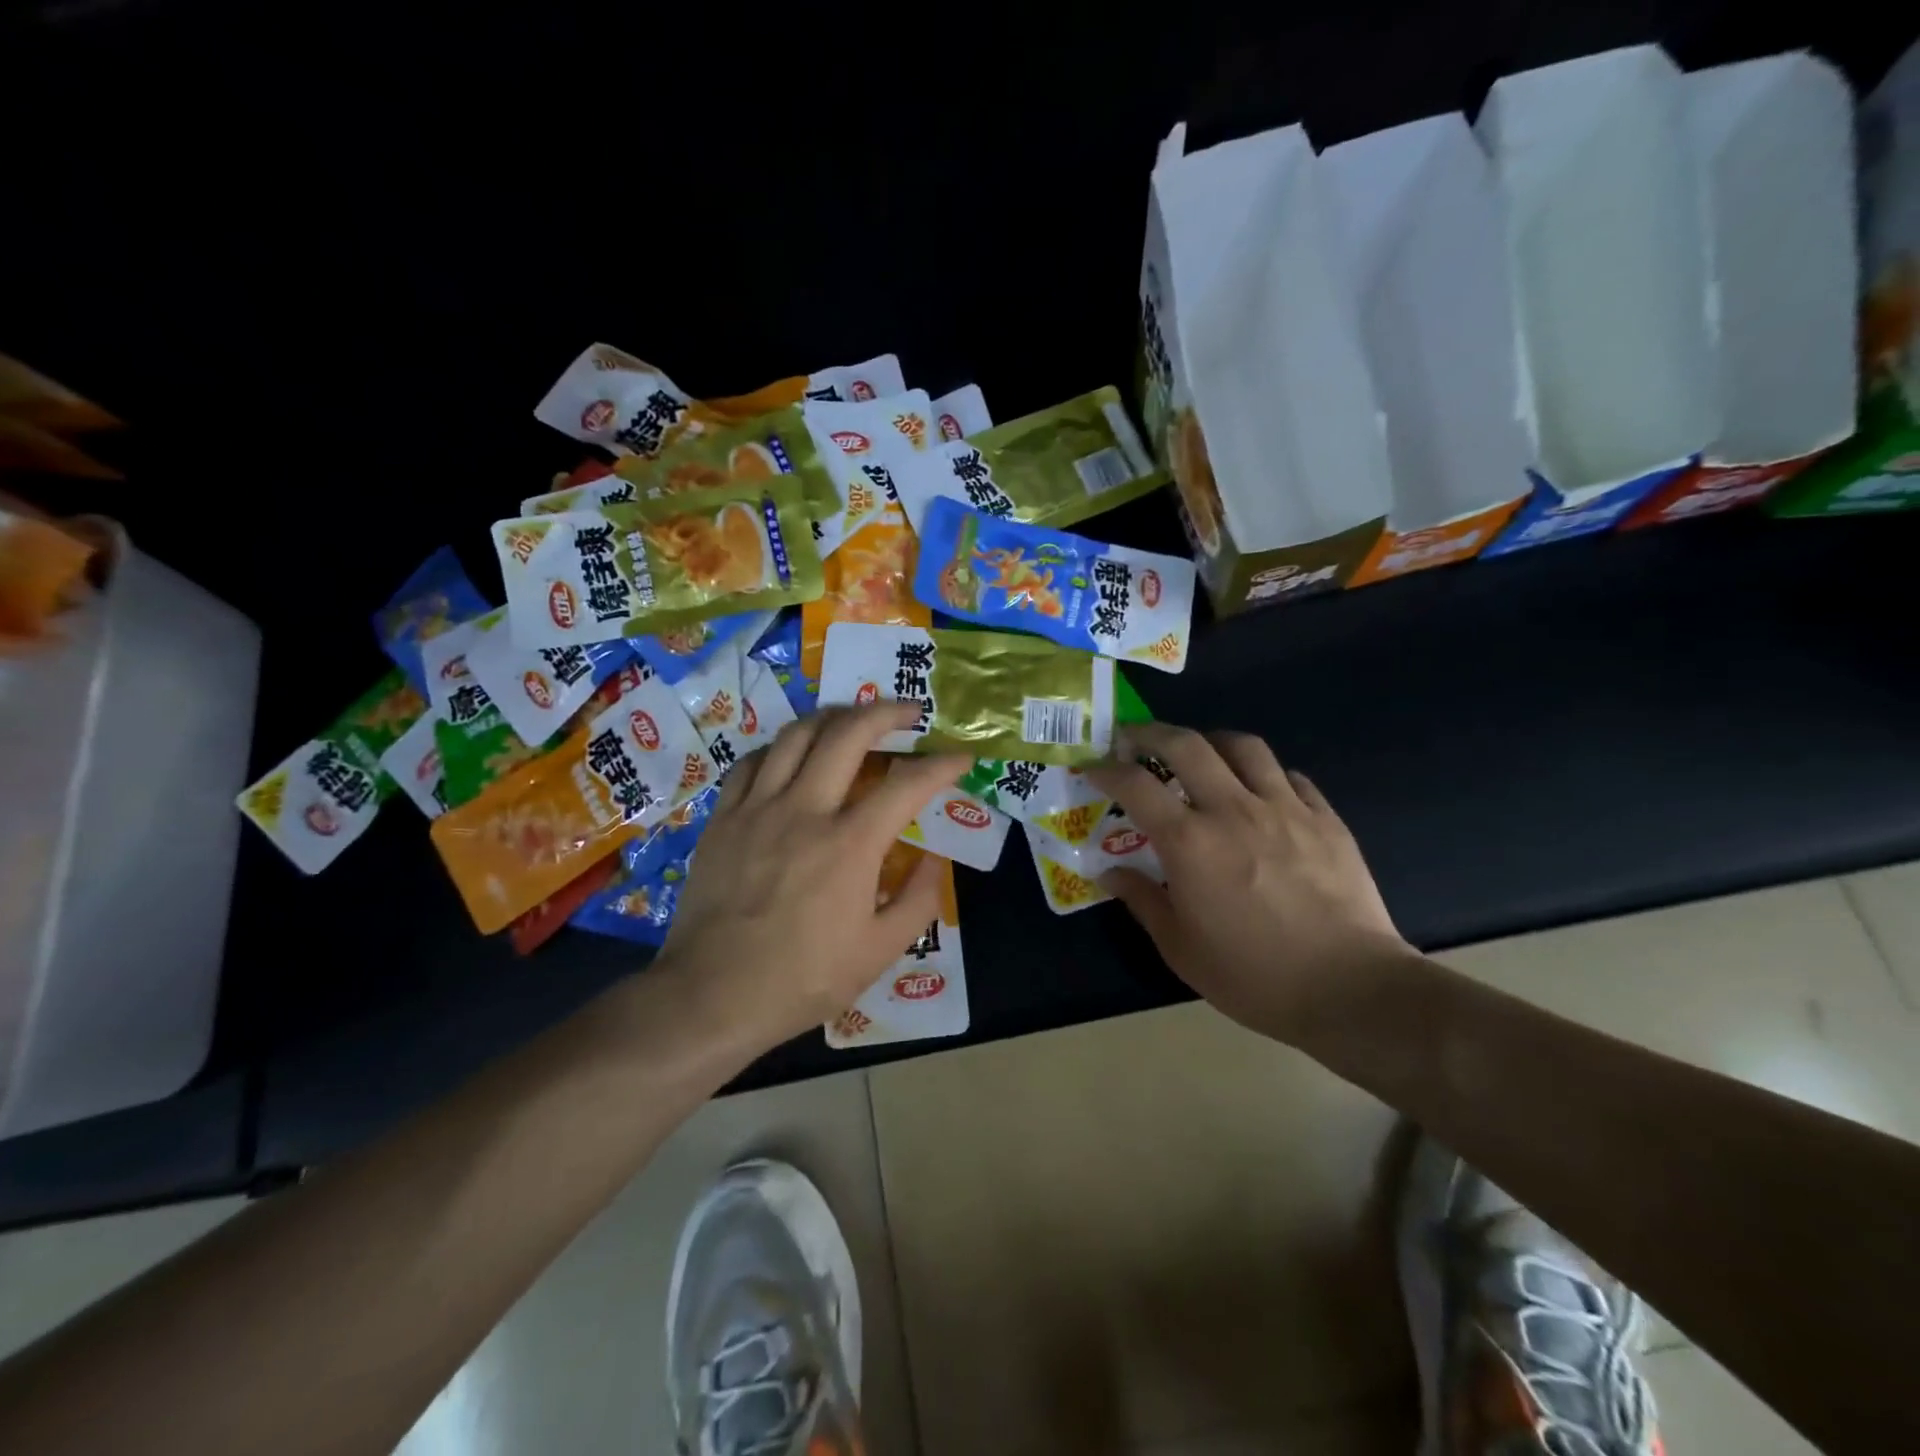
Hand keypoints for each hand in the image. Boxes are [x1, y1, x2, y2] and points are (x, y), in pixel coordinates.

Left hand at [660, 704, 968, 1051]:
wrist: (711, 995)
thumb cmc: (802, 979)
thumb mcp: (880, 952)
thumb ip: (918, 898)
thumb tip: (935, 857)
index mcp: (850, 844)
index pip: (908, 784)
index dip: (941, 765)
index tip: (960, 756)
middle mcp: (805, 810)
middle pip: (848, 733)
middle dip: (887, 712)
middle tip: (908, 711)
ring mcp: (758, 808)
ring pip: (796, 735)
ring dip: (832, 718)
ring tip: (852, 722)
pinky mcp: (723, 818)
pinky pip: (753, 762)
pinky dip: (781, 748)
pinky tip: (792, 757)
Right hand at [1086, 723, 1412, 1041]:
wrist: (1350, 990)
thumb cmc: (1253, 976)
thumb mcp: (1180, 948)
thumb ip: (1142, 900)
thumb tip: (1109, 872)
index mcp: (1189, 842)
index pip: (1135, 784)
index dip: (1106, 769)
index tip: (1092, 768)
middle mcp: (1232, 810)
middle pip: (1186, 744)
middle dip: (1151, 733)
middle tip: (1135, 740)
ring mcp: (1284, 808)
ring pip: (1243, 746)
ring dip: (1211, 741)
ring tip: (1201, 755)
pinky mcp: (1325, 818)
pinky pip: (1289, 776)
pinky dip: (1265, 774)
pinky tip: (1261, 792)